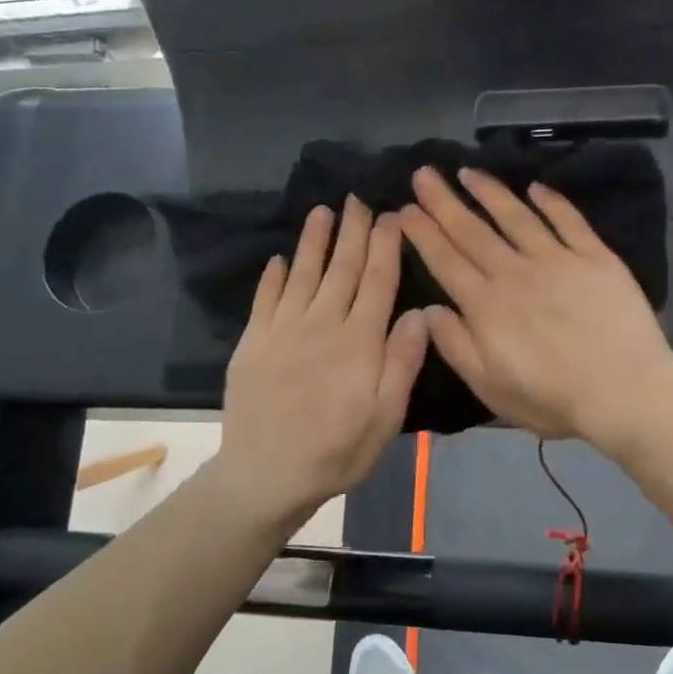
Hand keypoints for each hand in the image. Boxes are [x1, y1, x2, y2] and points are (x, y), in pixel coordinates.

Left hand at [218, 199, 428, 526]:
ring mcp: (283, 331)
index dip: (385, 247)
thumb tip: (419, 311)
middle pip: (342, 270)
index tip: (391, 215)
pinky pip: (265, 300)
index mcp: (359, 342)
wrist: (266, 474)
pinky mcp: (253, 343)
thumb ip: (402, 362)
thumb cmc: (337, 451)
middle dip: (353, 232)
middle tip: (358, 199)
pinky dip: (272, 276)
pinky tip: (278, 258)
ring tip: (322, 211)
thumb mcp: (386, 417)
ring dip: (313, 241)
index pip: (377, 282)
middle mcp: (322, 325)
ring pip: (302, 274)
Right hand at [400, 167, 672, 443]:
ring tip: (468, 172)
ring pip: (516, 217)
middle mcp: (516, 273)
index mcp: (486, 306)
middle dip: (444, 202)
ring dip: (489, 192)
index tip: (405, 209)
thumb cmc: (552, 399)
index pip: (446, 261)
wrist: (624, 392)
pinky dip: (551, 201)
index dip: (423, 233)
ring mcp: (558, 260)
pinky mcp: (596, 258)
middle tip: (424, 173)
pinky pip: (569, 221)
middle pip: (473, 231)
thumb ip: (456, 346)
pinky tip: (536, 187)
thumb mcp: (490, 387)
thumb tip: (429, 310)